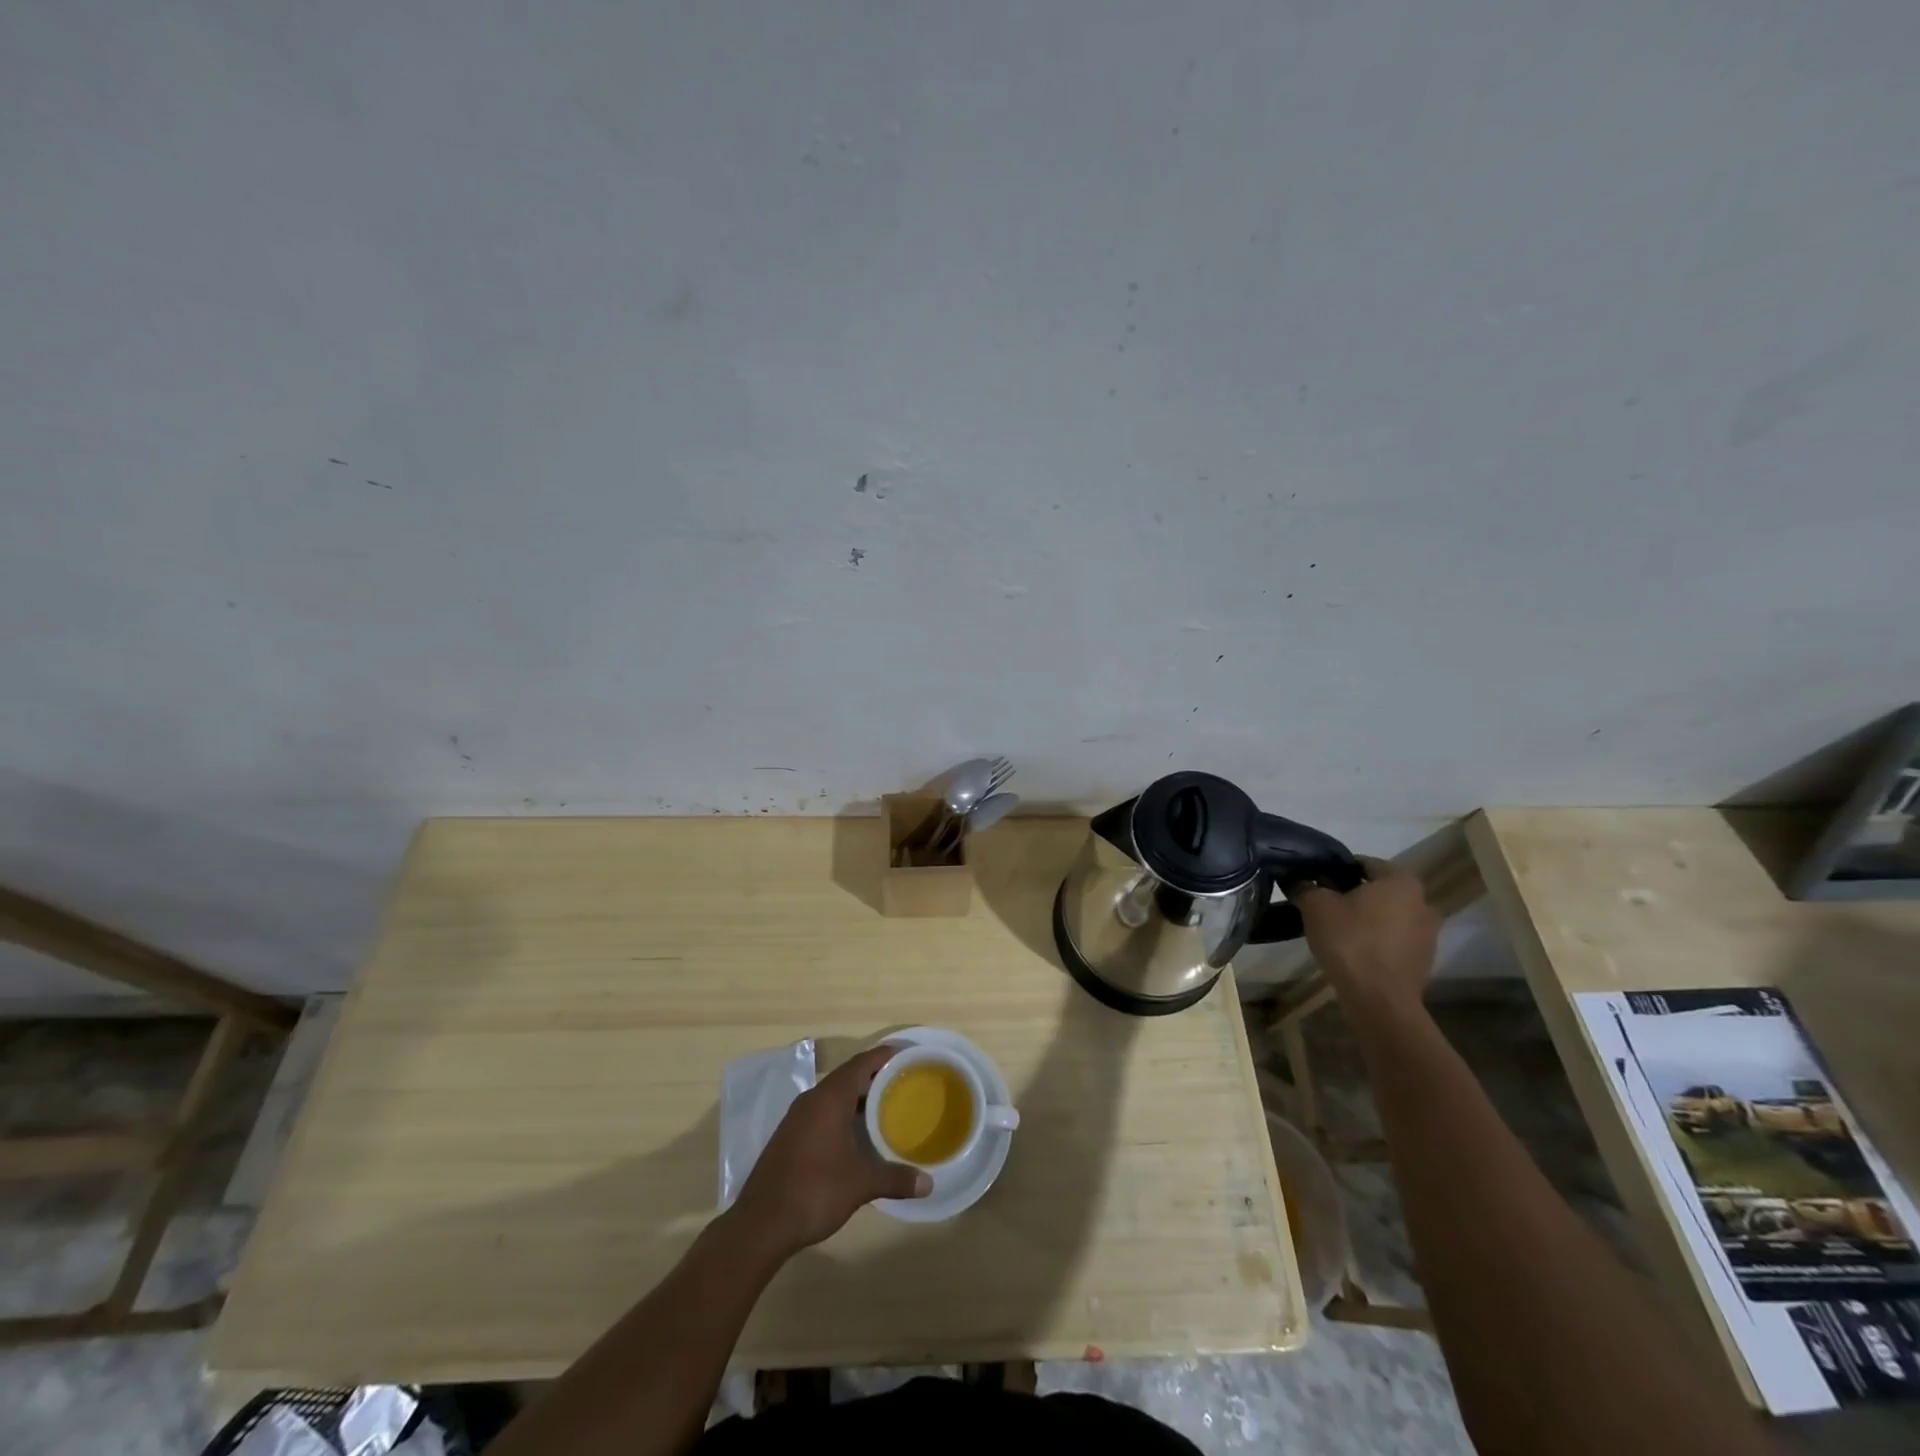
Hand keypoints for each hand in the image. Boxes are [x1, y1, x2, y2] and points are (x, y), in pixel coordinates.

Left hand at [728, 1044, 929, 1258]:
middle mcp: (812, 1099)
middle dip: (874, 1078)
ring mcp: (797, 1118)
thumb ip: (895, 1179)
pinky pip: (822, 1113)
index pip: (861, 1064)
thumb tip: (929, 1184)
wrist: (761, 1223)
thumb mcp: (861, 1184)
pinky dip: (842, 1114)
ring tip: (886, 1107)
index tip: (906, 1054)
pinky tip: (856, 1134)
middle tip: (903, 1083)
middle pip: (847, 1077)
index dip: (883, 1056)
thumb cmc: (815, 1190)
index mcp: (830, 1098)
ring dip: (857, 1098)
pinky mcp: (789, 1137)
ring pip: (833, 1096)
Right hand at [1293, 856, 1439, 1012]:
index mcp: (1400, 881)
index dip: (1338, 869)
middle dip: (1355, 894)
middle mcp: (1422, 902)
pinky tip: (1355, 950)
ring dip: (1368, 918)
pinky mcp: (1424, 960)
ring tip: (1338, 929)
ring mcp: (1428, 934)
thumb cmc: (1350, 941)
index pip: (1366, 863)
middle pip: (1381, 890)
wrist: (1379, 999)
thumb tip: (1294, 878)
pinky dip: (1378, 940)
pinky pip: (1396, 940)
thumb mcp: (1315, 906)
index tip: (1318, 881)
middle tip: (1326, 904)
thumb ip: (1305, 886)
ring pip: (1390, 915)